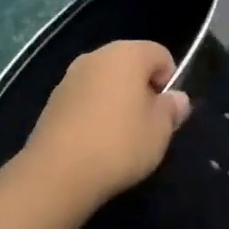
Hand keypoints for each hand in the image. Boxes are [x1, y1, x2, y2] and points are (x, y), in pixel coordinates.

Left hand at [22, 40, 191, 209]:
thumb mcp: (160, 131)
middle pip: (130, 64)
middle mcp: (96, 56)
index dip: (170, 80)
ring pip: (105, 82)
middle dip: (142, 89)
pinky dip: (94, 113)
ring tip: (120, 137)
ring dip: (117, 101)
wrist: (57, 174)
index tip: (167, 111)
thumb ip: (172, 109)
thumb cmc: (119, 144)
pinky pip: (84, 99)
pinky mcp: (52, 101)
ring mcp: (70, 77)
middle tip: (147, 124)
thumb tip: (176, 98)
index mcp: (127, 54)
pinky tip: (95, 143)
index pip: (160, 54)